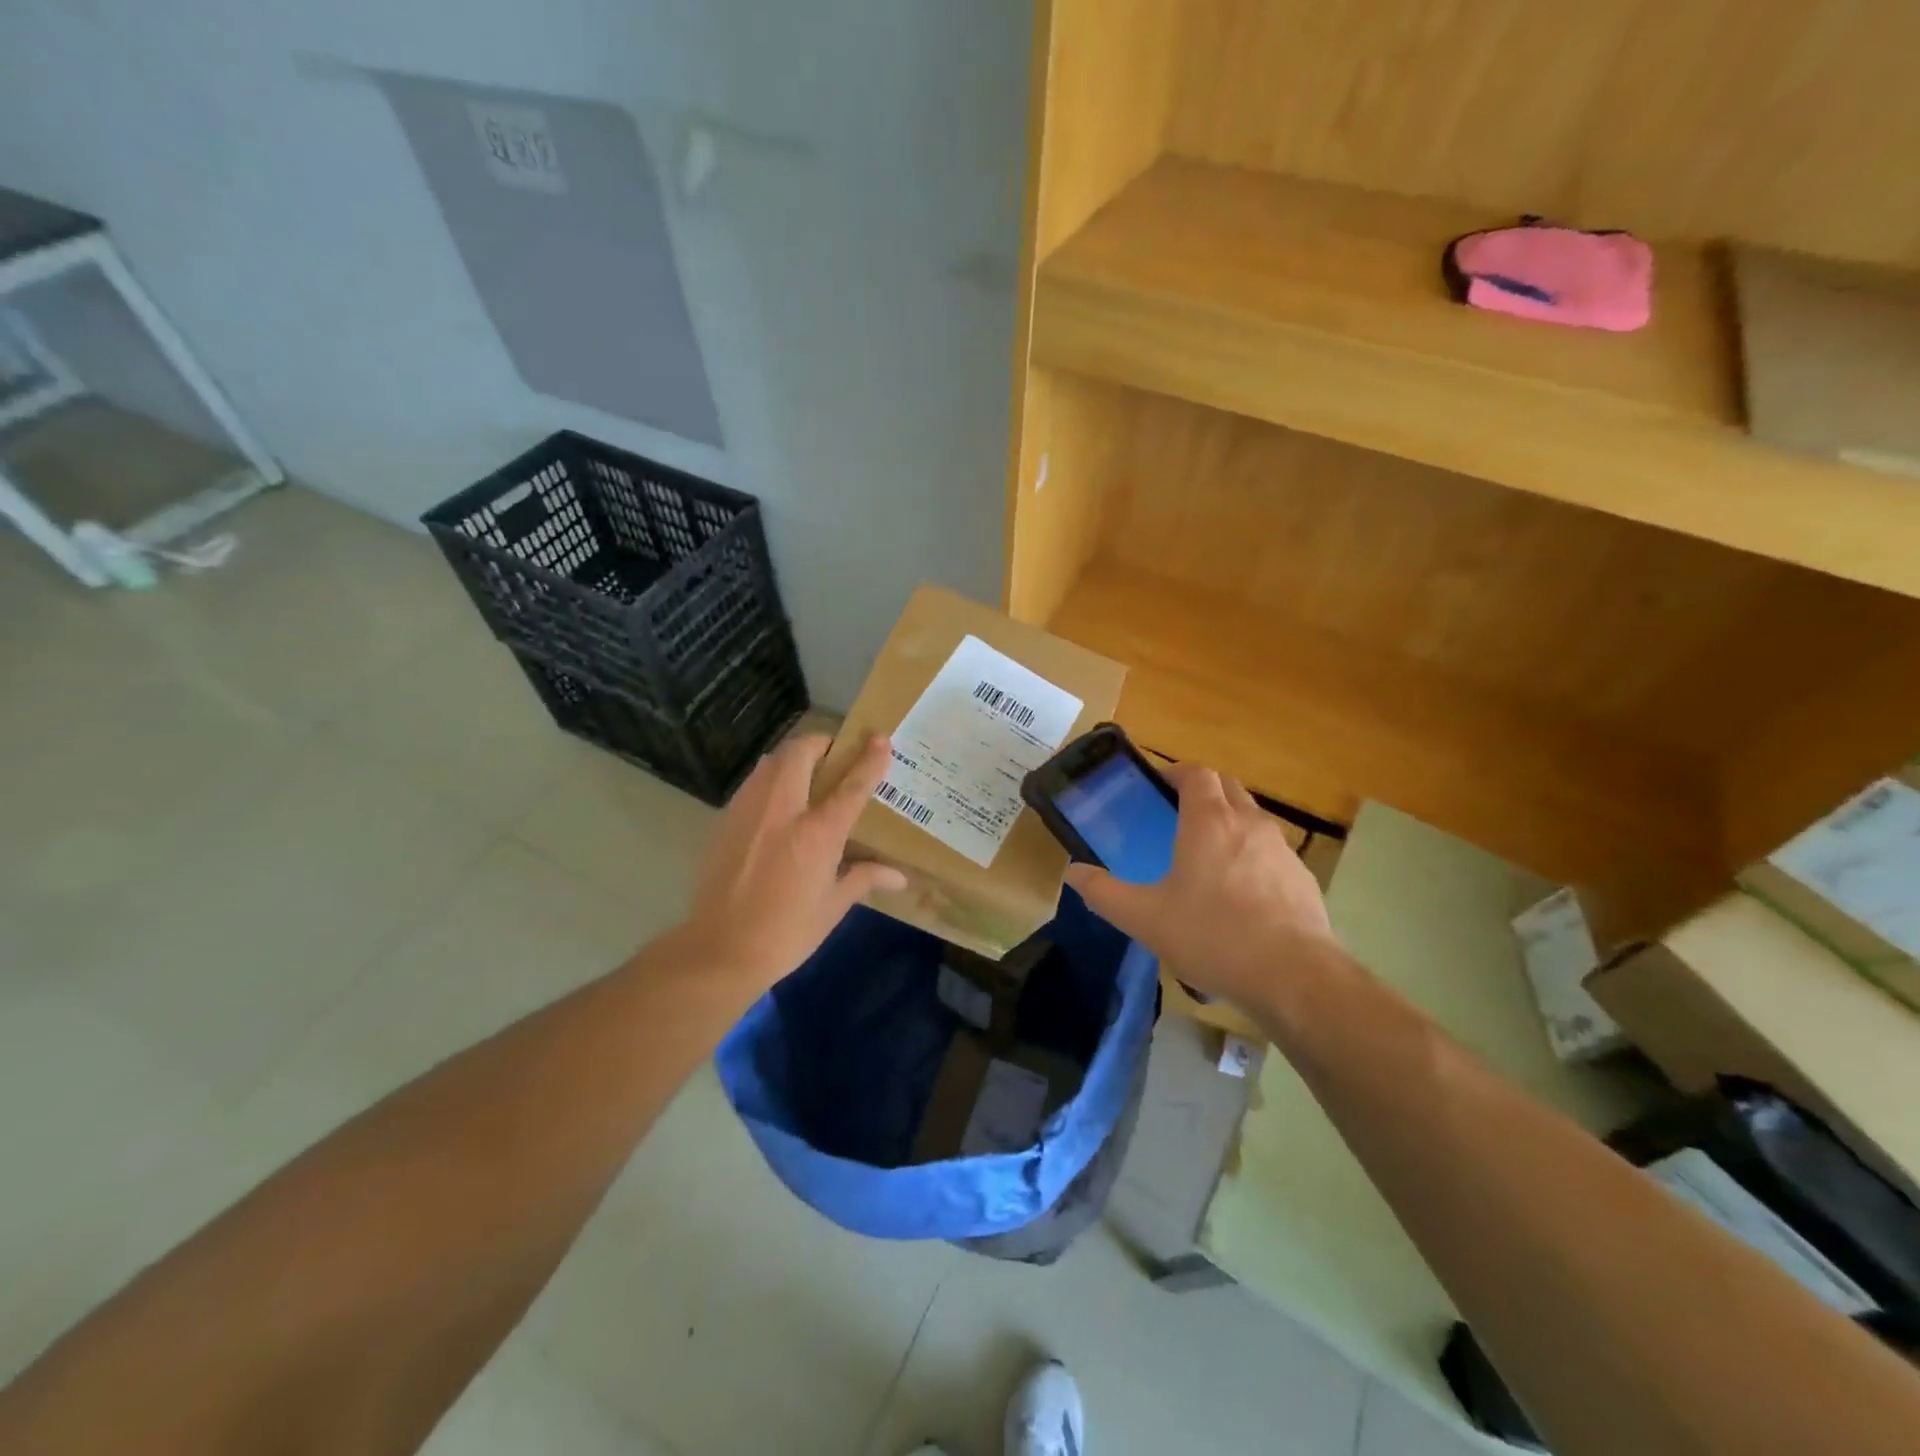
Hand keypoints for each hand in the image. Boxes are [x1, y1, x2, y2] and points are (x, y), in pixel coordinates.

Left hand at [672, 733, 906, 991]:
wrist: (719, 950)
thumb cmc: (786, 933)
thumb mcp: (832, 907)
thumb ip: (864, 878)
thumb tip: (900, 876)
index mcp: (817, 833)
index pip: (851, 785)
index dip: (869, 759)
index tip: (880, 740)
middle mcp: (783, 810)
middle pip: (801, 753)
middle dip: (821, 743)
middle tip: (835, 756)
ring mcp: (750, 811)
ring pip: (772, 762)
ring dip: (793, 758)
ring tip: (808, 775)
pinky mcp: (726, 820)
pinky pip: (754, 783)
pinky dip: (771, 779)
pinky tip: (778, 805)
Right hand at [1063, 763, 1334, 1007]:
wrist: (1293, 976)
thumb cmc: (1212, 936)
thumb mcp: (1144, 918)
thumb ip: (1104, 893)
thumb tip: (1073, 873)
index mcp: (1209, 821)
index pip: (1197, 773)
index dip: (1177, 773)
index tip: (1159, 786)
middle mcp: (1249, 823)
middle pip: (1228, 787)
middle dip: (1204, 792)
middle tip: (1178, 816)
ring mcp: (1282, 849)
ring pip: (1253, 818)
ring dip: (1231, 822)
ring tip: (1209, 856)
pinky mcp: (1303, 878)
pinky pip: (1273, 852)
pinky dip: (1254, 856)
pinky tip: (1243, 894)